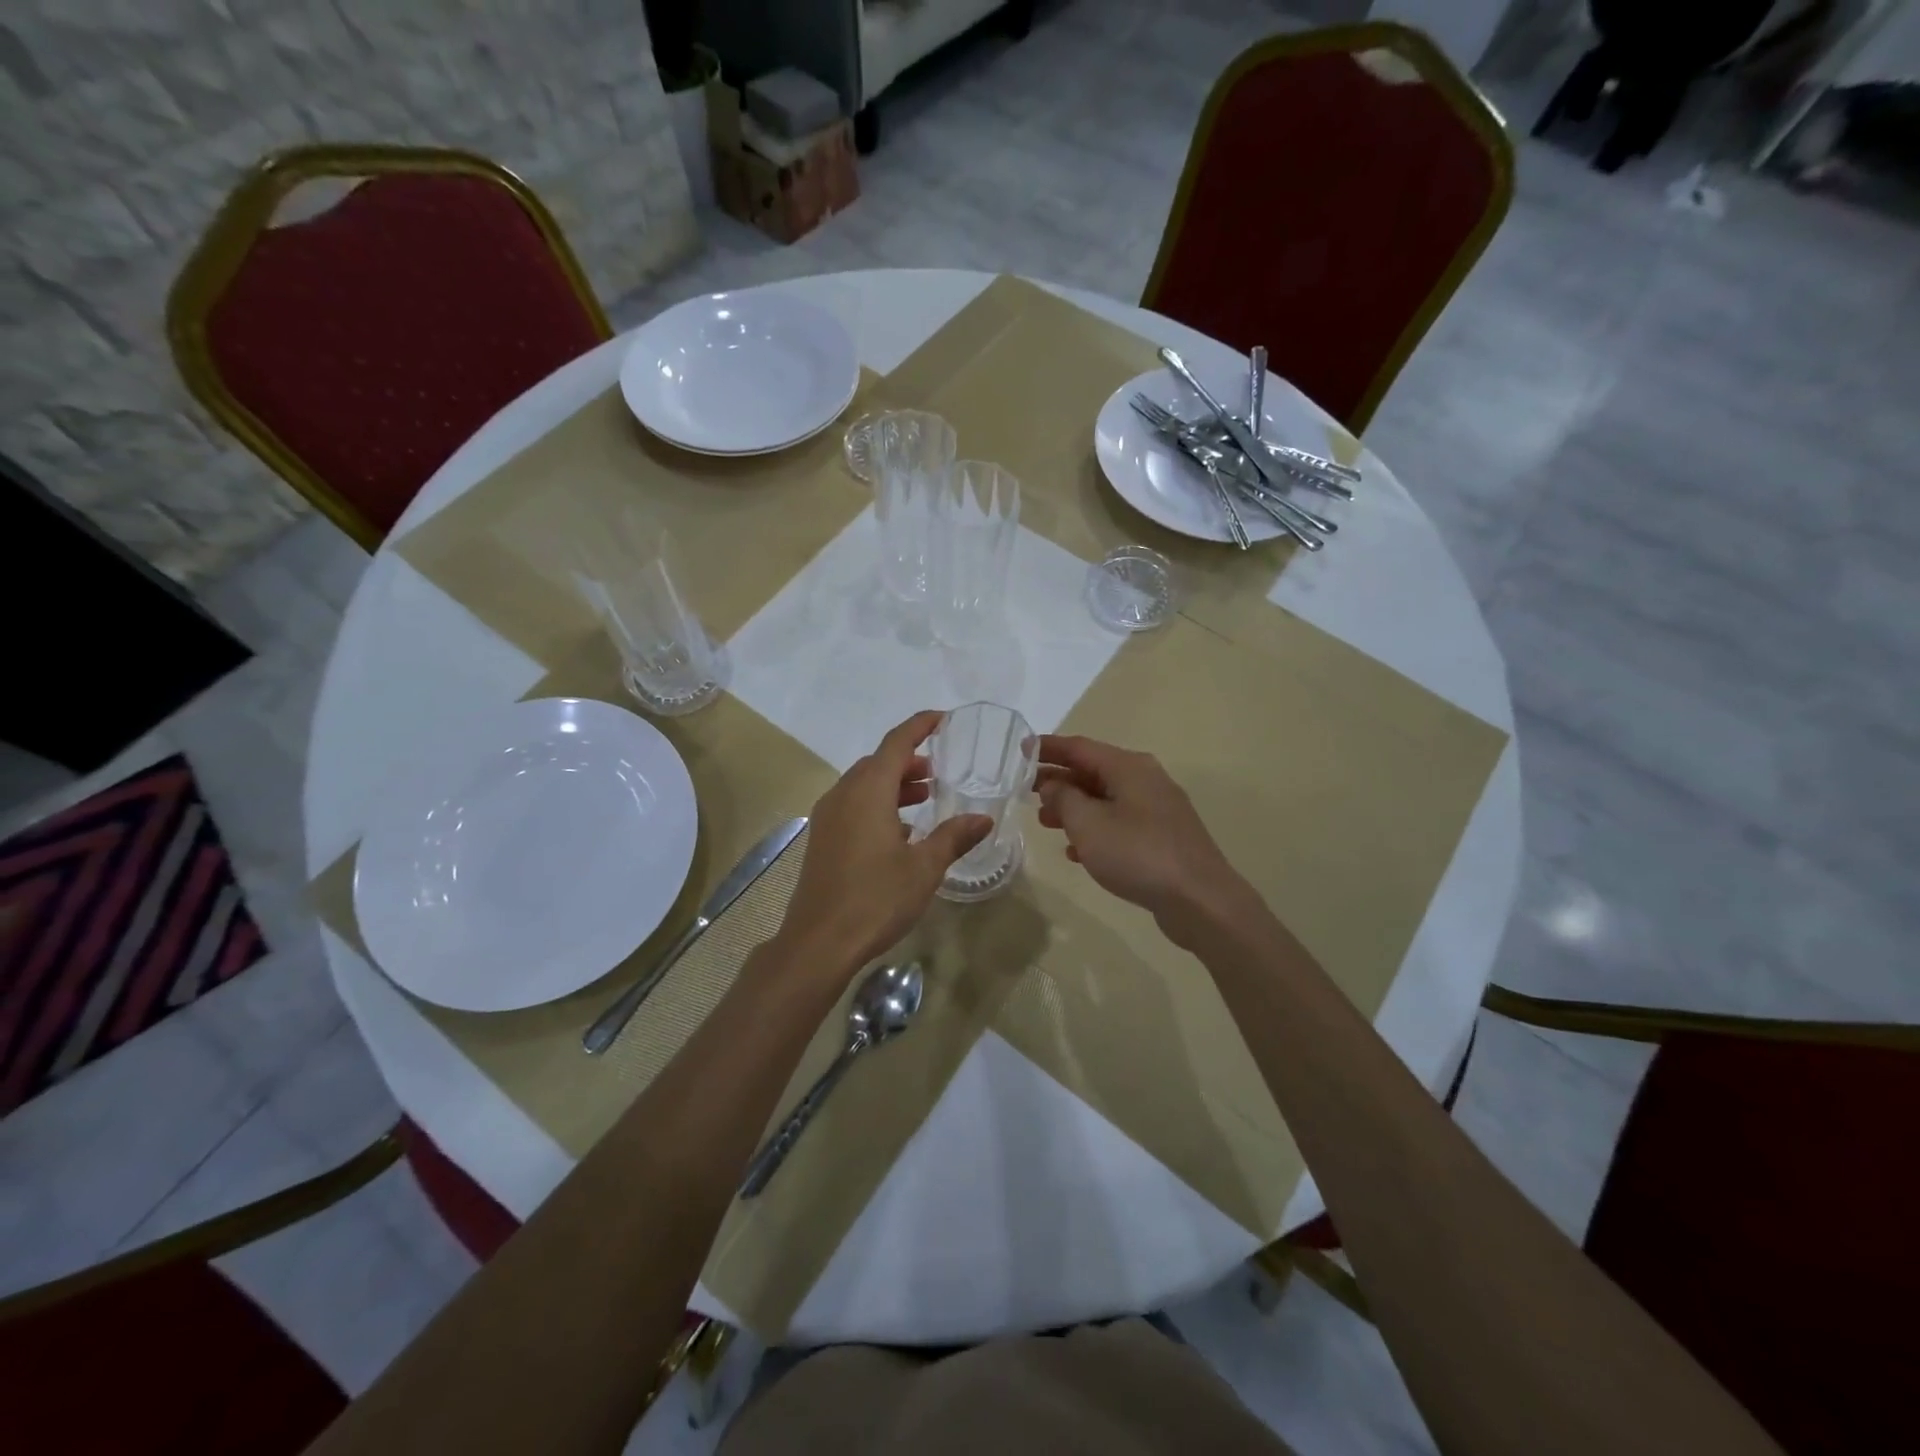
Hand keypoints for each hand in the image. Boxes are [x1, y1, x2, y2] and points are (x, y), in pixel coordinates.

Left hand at [775, 711, 991, 972]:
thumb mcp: (924, 868)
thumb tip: (982, 818)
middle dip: (908, 760)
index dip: (920, 726)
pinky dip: (877, 804)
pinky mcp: (821, 839)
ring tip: (924, 797)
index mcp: (868, 792)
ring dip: (893, 784)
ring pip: (863, 784)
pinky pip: (852, 805)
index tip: (943, 719)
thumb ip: (953, 837)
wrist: (819, 942)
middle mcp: (843, 795)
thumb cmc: (876, 899)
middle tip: (938, 771)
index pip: (896, 743)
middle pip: (877, 762)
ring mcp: (827, 817)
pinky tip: (898, 832)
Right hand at [1035, 734, 1246, 936]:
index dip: (1048, 748)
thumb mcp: (1088, 824)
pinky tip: (1076, 852)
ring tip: (1045, 822)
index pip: (1079, 747)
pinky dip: (1095, 830)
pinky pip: (1120, 824)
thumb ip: (1063, 798)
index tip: (1021, 749)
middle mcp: (1145, 779)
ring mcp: (1157, 809)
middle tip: (1026, 791)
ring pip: (1105, 799)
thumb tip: (1053, 784)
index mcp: (1128, 767)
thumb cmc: (1138, 854)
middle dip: (1058, 780)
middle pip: (1093, 772)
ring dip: (1073, 807)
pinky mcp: (1163, 837)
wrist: (1199, 899)